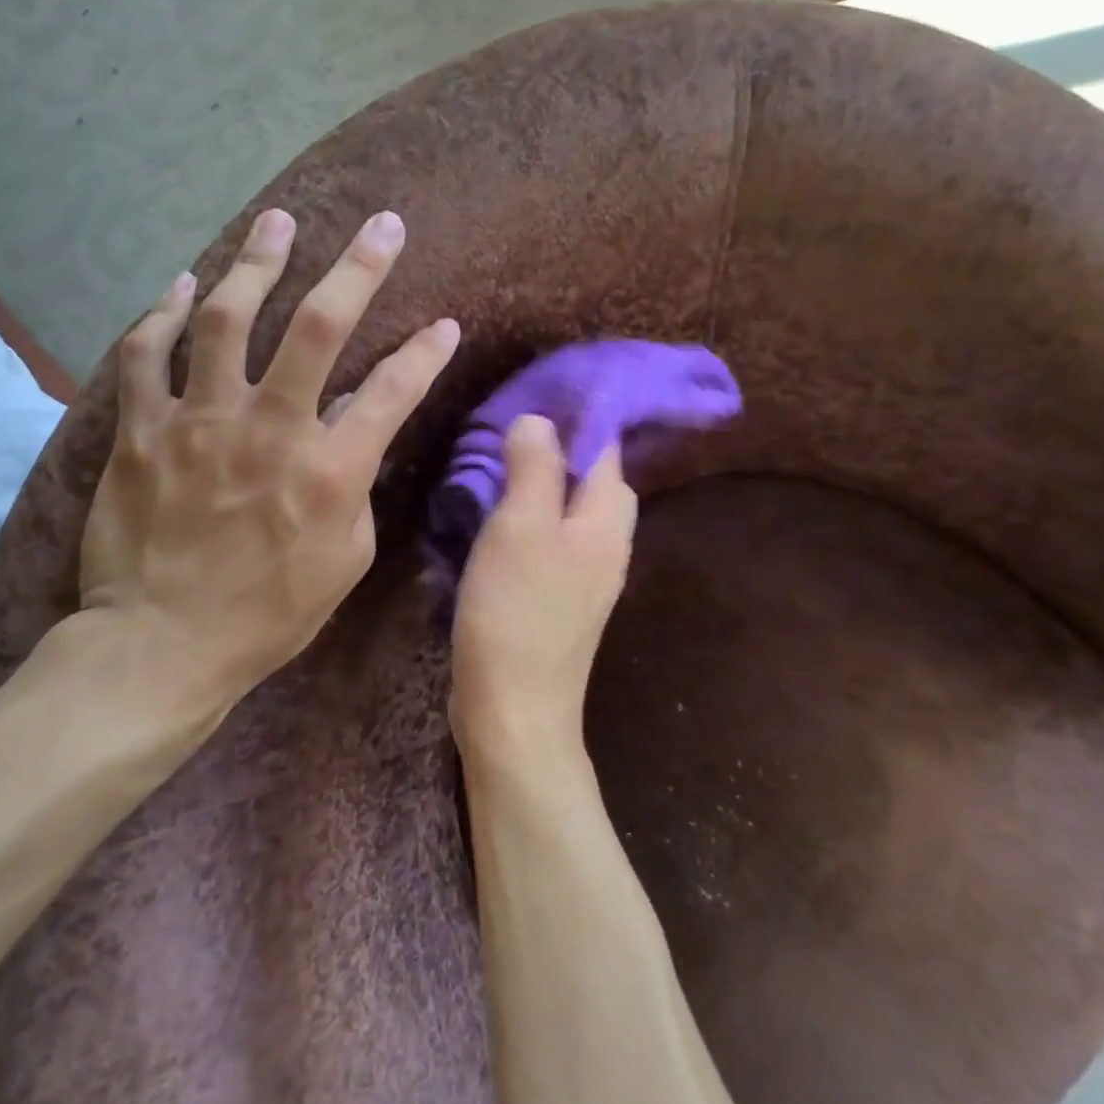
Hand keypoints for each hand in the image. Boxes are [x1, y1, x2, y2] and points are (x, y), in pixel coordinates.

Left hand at [80, 207, 459, 708]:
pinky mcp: (142, 430)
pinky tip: (184, 284)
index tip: (446, 324)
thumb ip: (356, 487)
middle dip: (358, 267)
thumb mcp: (344, 560)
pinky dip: (163, 315)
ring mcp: (199, 422)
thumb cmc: (267, 614)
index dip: (427, 352)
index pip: (394, 390)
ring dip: (259, 263)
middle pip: (318, 327)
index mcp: (329, 470)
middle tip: (380, 225)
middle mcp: (270, 429)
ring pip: (228, 319)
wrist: (160, 646)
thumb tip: (355, 434)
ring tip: (278, 222)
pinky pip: (146, 355)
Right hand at [449, 416, 638, 760]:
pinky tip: (496, 521)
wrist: (514, 711)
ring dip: (542, 485)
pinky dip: (530, 521)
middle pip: (595, 481)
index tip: (540, 392)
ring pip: (571, 512)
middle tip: (513, 432)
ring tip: (498, 467)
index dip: (581, 416)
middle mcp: (607, 547)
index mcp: (606, 522)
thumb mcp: (521, 527)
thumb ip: (535, 468)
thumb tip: (540, 420)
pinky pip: (552, 542)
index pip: (608, 450)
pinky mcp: (559, 602)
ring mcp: (586, 578)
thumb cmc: (516, 613)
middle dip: (562, 450)